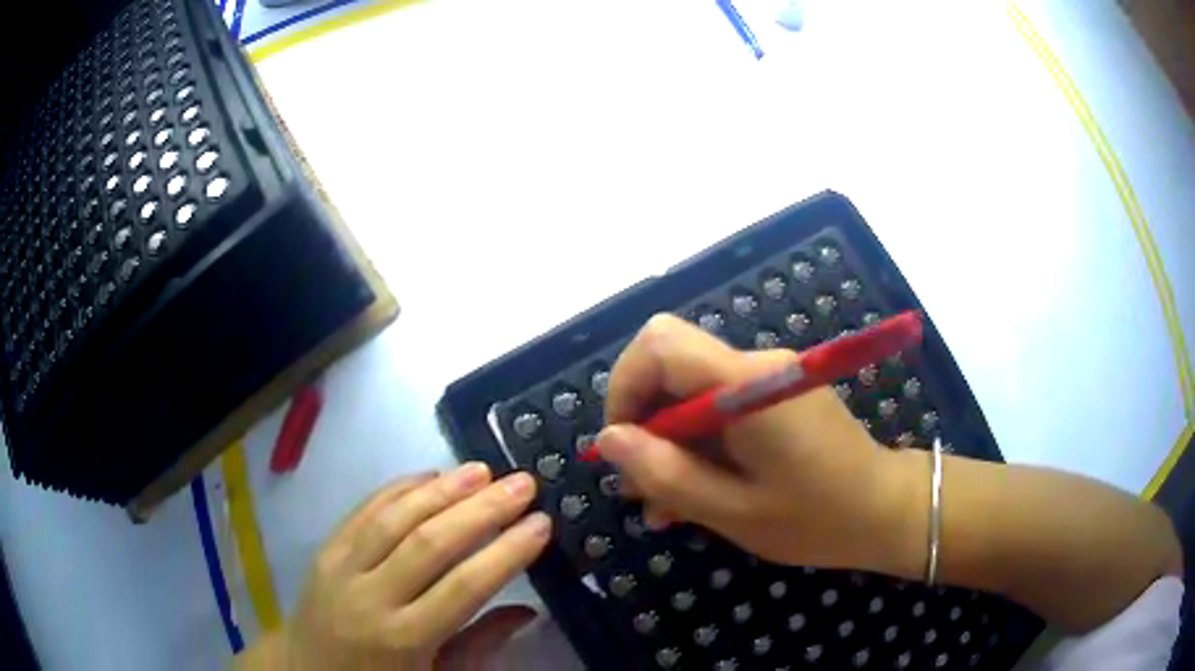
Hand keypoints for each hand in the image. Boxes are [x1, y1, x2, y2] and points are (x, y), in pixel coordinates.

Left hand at [238, 465, 551, 670]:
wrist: (305, 669)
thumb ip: (480, 646)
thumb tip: (528, 611)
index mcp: (403, 640)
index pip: (462, 588)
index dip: (505, 553)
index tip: (540, 524)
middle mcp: (370, 597)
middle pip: (429, 544)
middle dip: (481, 510)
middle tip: (522, 484)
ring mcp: (341, 567)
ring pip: (394, 518)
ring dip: (441, 490)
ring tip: (482, 470)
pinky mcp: (325, 549)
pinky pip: (363, 511)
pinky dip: (398, 489)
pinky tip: (429, 476)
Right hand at [595, 314, 921, 574]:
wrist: (885, 510)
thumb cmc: (816, 518)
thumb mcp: (732, 510)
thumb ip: (666, 473)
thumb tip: (608, 441)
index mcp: (747, 383)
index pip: (659, 343)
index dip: (625, 388)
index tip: (623, 448)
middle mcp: (756, 364)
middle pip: (672, 368)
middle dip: (645, 426)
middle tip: (643, 491)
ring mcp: (769, 376)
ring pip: (691, 393)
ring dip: (671, 445)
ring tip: (667, 507)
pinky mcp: (777, 394)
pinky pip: (720, 407)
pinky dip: (699, 445)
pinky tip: (699, 494)